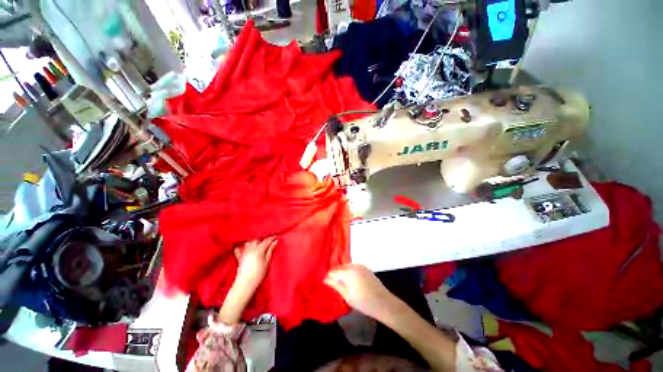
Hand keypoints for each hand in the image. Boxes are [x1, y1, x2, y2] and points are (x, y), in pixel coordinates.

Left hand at [234, 237, 276, 290]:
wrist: (245, 285)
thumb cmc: (259, 275)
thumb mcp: (267, 262)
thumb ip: (271, 250)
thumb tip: (275, 241)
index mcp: (259, 250)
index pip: (267, 240)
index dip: (272, 238)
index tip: (276, 237)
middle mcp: (251, 249)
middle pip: (258, 239)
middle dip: (263, 238)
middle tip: (269, 240)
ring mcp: (244, 252)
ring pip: (249, 241)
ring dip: (254, 240)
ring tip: (259, 242)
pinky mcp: (239, 257)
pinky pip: (238, 248)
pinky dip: (240, 245)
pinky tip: (243, 245)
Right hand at [324, 264, 396, 320]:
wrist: (383, 303)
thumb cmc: (364, 302)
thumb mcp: (347, 296)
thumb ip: (336, 285)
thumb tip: (325, 279)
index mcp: (348, 271)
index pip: (334, 271)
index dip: (329, 277)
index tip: (327, 284)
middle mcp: (354, 265)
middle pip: (341, 268)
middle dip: (336, 275)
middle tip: (334, 286)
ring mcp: (361, 266)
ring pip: (347, 268)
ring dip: (344, 274)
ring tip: (343, 285)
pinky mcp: (366, 268)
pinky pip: (354, 268)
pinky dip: (351, 273)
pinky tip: (352, 283)